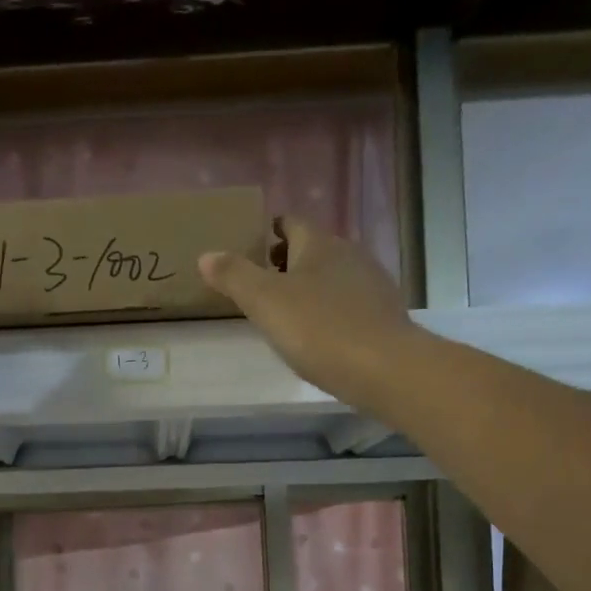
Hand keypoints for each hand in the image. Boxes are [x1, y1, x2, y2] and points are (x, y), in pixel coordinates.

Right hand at [199, 219, 418, 418]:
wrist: (384, 367)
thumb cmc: (318, 329)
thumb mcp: (265, 302)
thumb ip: (234, 276)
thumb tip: (206, 255)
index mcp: (318, 244)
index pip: (291, 223)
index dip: (270, 231)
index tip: (252, 247)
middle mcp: (349, 253)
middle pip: (312, 249)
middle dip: (287, 261)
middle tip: (261, 283)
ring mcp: (371, 282)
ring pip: (332, 275)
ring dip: (310, 286)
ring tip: (287, 311)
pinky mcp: (383, 313)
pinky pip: (349, 301)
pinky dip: (331, 309)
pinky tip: (320, 333)